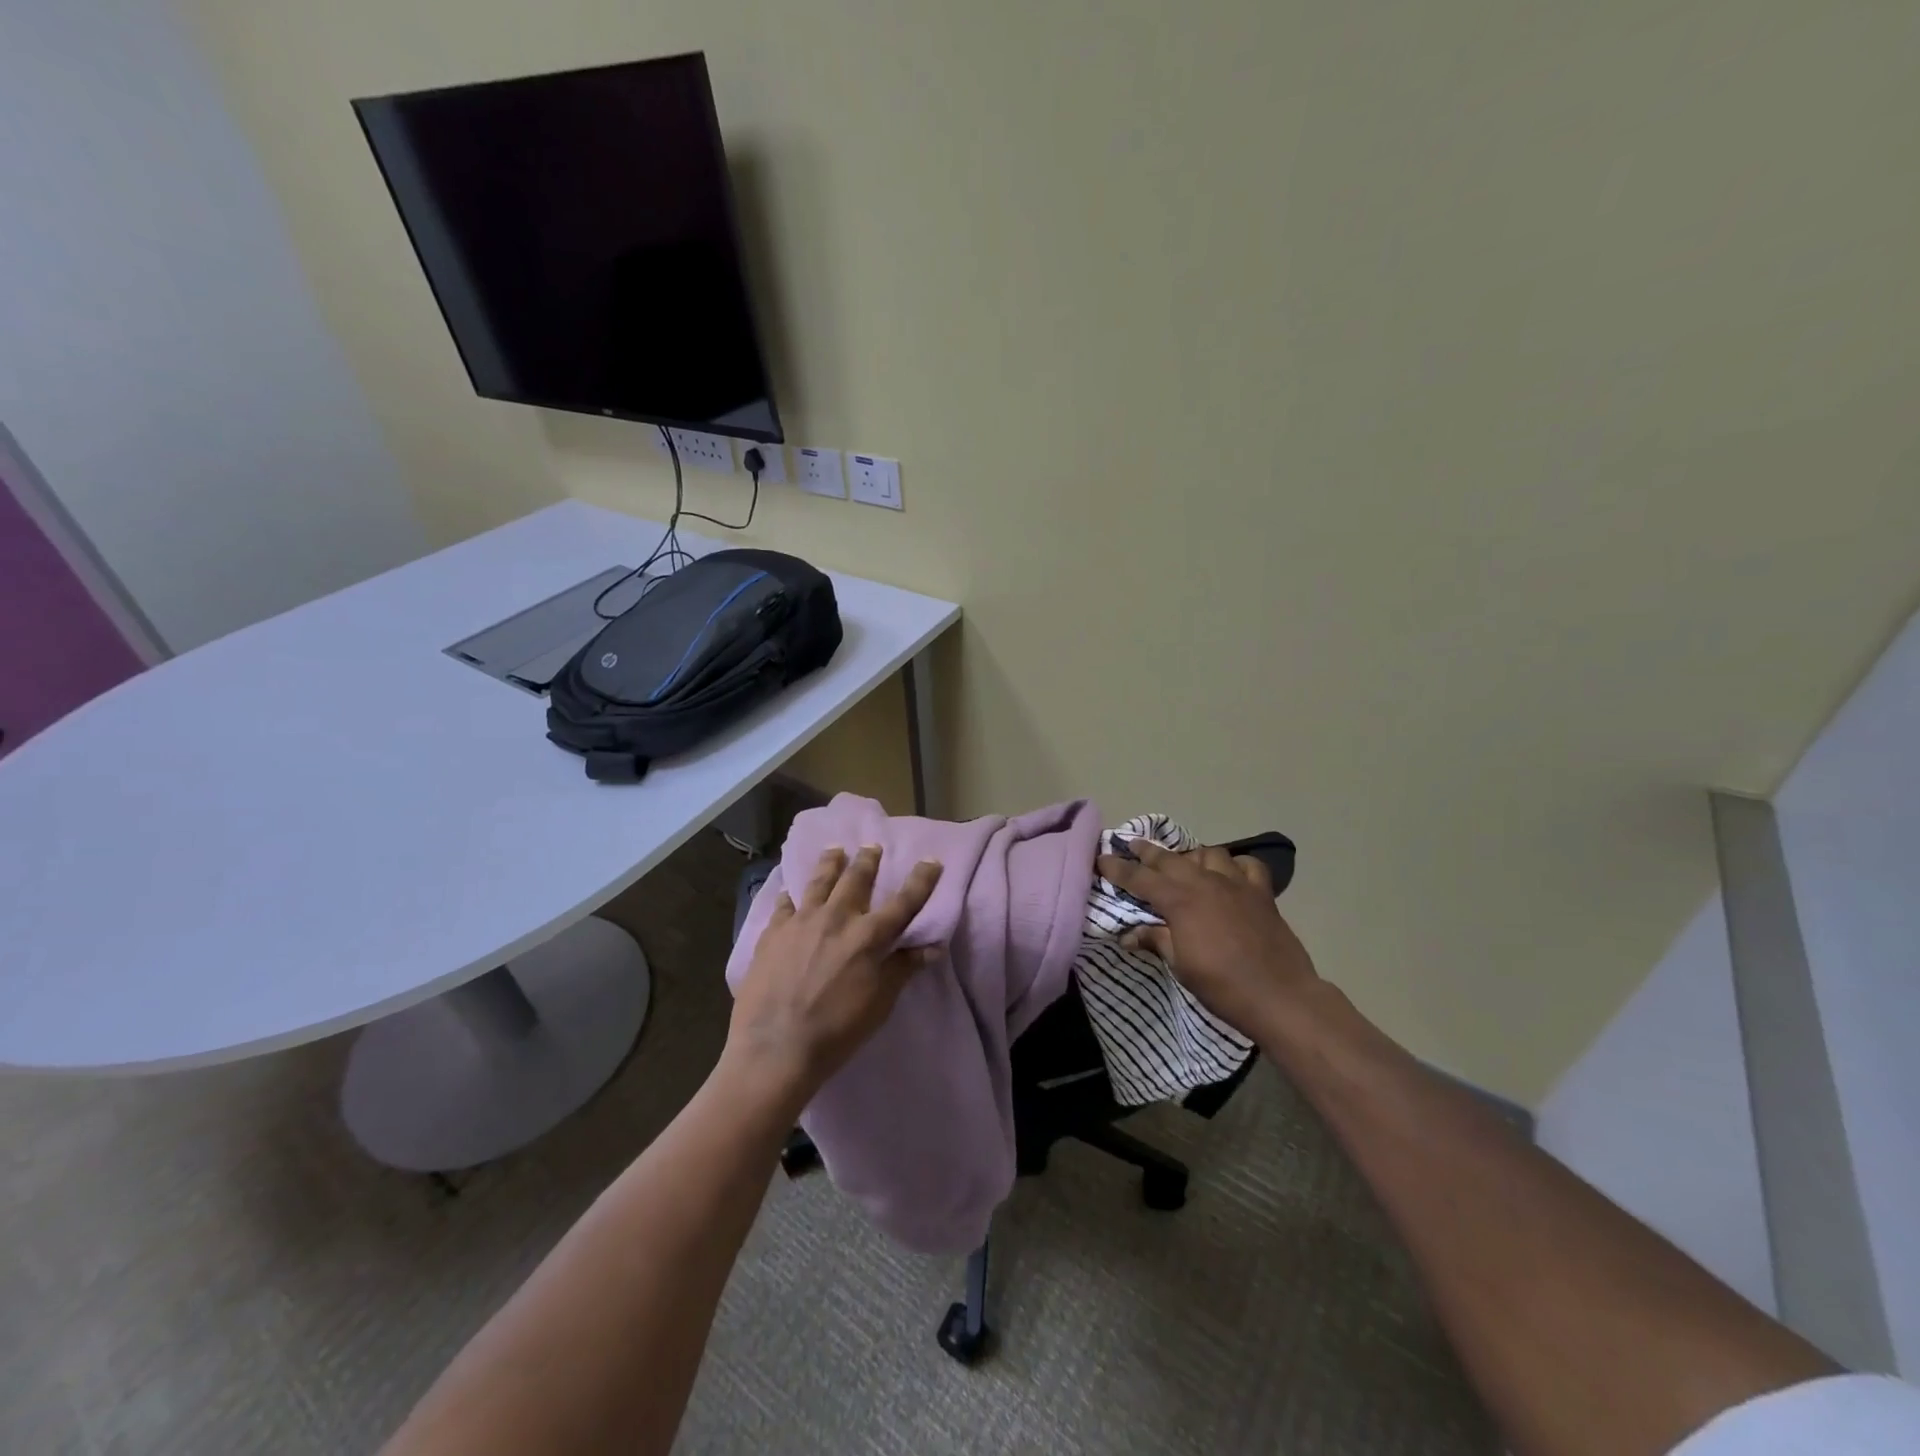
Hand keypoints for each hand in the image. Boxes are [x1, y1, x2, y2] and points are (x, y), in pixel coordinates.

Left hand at [726, 845, 943, 1110]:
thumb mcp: (879, 1003)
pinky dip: (790, 895)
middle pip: (856, 880)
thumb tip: (932, 946)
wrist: (775, 1048)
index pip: (904, 902)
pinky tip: (789, 891)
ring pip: (819, 881)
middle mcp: (837, 918)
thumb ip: (903, 968)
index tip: (932, 860)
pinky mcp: (772, 933)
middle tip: (871, 846)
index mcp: (868, 936)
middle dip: (868, 860)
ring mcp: (801, 922)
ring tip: (835, 850)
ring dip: (830, 863)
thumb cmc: (837, 1031)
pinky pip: (784, 904)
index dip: (921, 880)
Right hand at [1095, 840, 1317, 1039]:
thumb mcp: (1180, 966)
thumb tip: (1128, 935)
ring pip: (1208, 854)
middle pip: (1169, 859)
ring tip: (1183, 863)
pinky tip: (1230, 874)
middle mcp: (1205, 883)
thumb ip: (1156, 941)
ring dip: (1191, 856)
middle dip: (1147, 852)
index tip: (1101, 859)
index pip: (1140, 878)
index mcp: (1180, 901)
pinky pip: (1247, 866)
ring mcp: (1236, 884)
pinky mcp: (1262, 893)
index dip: (1118, 868)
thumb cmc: (1222, 986)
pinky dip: (1235, 865)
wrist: (1279, 996)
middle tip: (1131, 845)